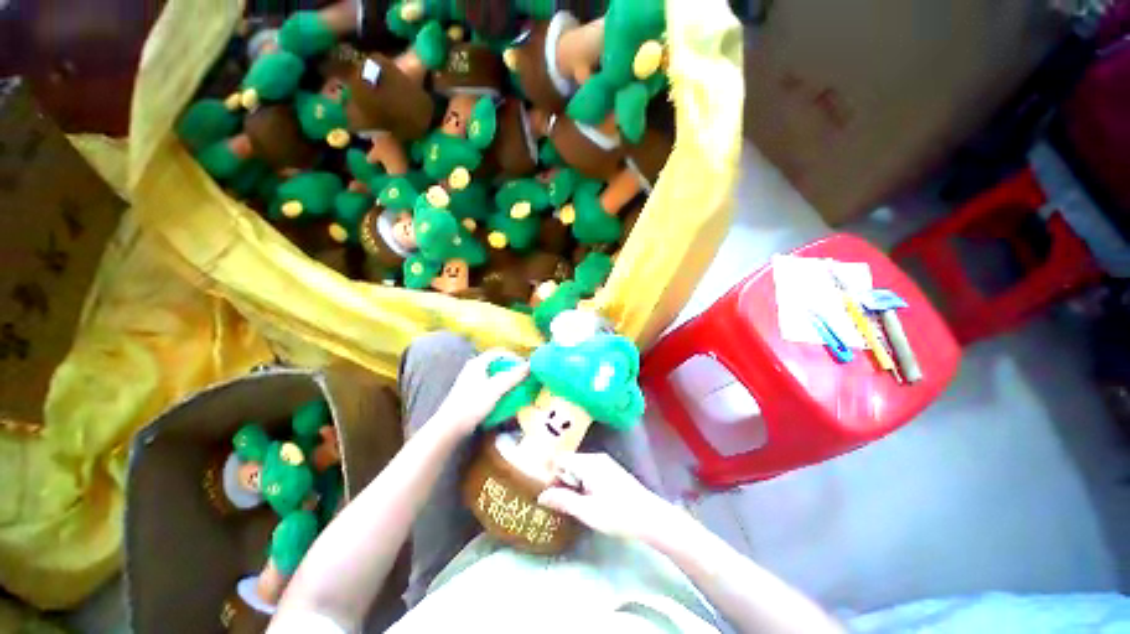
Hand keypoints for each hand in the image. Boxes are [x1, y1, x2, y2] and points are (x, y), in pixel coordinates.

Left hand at [435, 350, 529, 436]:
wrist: (450, 426)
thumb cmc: (473, 403)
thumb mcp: (496, 388)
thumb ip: (513, 376)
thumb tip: (530, 365)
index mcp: (477, 363)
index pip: (499, 352)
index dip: (513, 357)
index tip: (525, 365)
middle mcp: (473, 368)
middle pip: (496, 363)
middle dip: (511, 368)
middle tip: (523, 376)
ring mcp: (470, 381)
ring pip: (493, 375)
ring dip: (506, 379)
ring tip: (517, 386)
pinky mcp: (470, 393)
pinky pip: (489, 385)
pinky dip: (499, 387)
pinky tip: (504, 396)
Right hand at [537, 453, 677, 541]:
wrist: (650, 517)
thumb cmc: (617, 514)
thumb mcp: (587, 511)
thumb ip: (563, 501)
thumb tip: (541, 496)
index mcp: (588, 463)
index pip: (561, 458)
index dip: (549, 471)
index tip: (541, 487)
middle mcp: (596, 458)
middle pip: (570, 462)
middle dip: (560, 478)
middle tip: (553, 499)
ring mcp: (605, 463)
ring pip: (579, 467)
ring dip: (571, 482)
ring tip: (567, 501)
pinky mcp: (611, 471)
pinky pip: (589, 471)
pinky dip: (582, 482)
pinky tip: (584, 498)